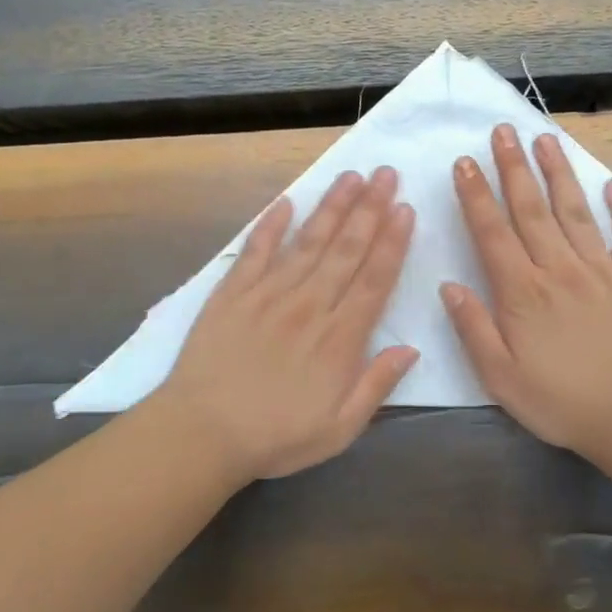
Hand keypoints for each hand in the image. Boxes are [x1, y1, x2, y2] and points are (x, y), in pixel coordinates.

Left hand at [159, 168, 418, 483]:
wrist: (202, 433)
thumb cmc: (276, 437)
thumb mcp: (340, 429)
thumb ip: (376, 386)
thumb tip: (410, 349)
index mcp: (339, 338)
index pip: (374, 280)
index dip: (392, 242)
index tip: (405, 210)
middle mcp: (309, 306)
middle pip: (346, 250)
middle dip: (370, 209)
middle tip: (387, 174)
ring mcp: (269, 295)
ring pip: (308, 242)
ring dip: (332, 207)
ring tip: (351, 176)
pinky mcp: (233, 294)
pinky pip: (255, 251)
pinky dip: (271, 225)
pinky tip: (286, 202)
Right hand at [442, 125, 611, 457]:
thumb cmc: (560, 401)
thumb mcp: (500, 377)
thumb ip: (473, 328)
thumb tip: (449, 286)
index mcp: (523, 292)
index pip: (493, 233)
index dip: (476, 196)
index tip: (465, 163)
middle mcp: (560, 269)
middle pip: (532, 209)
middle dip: (514, 167)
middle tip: (503, 131)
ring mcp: (601, 270)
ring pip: (575, 211)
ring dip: (558, 173)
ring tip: (546, 140)